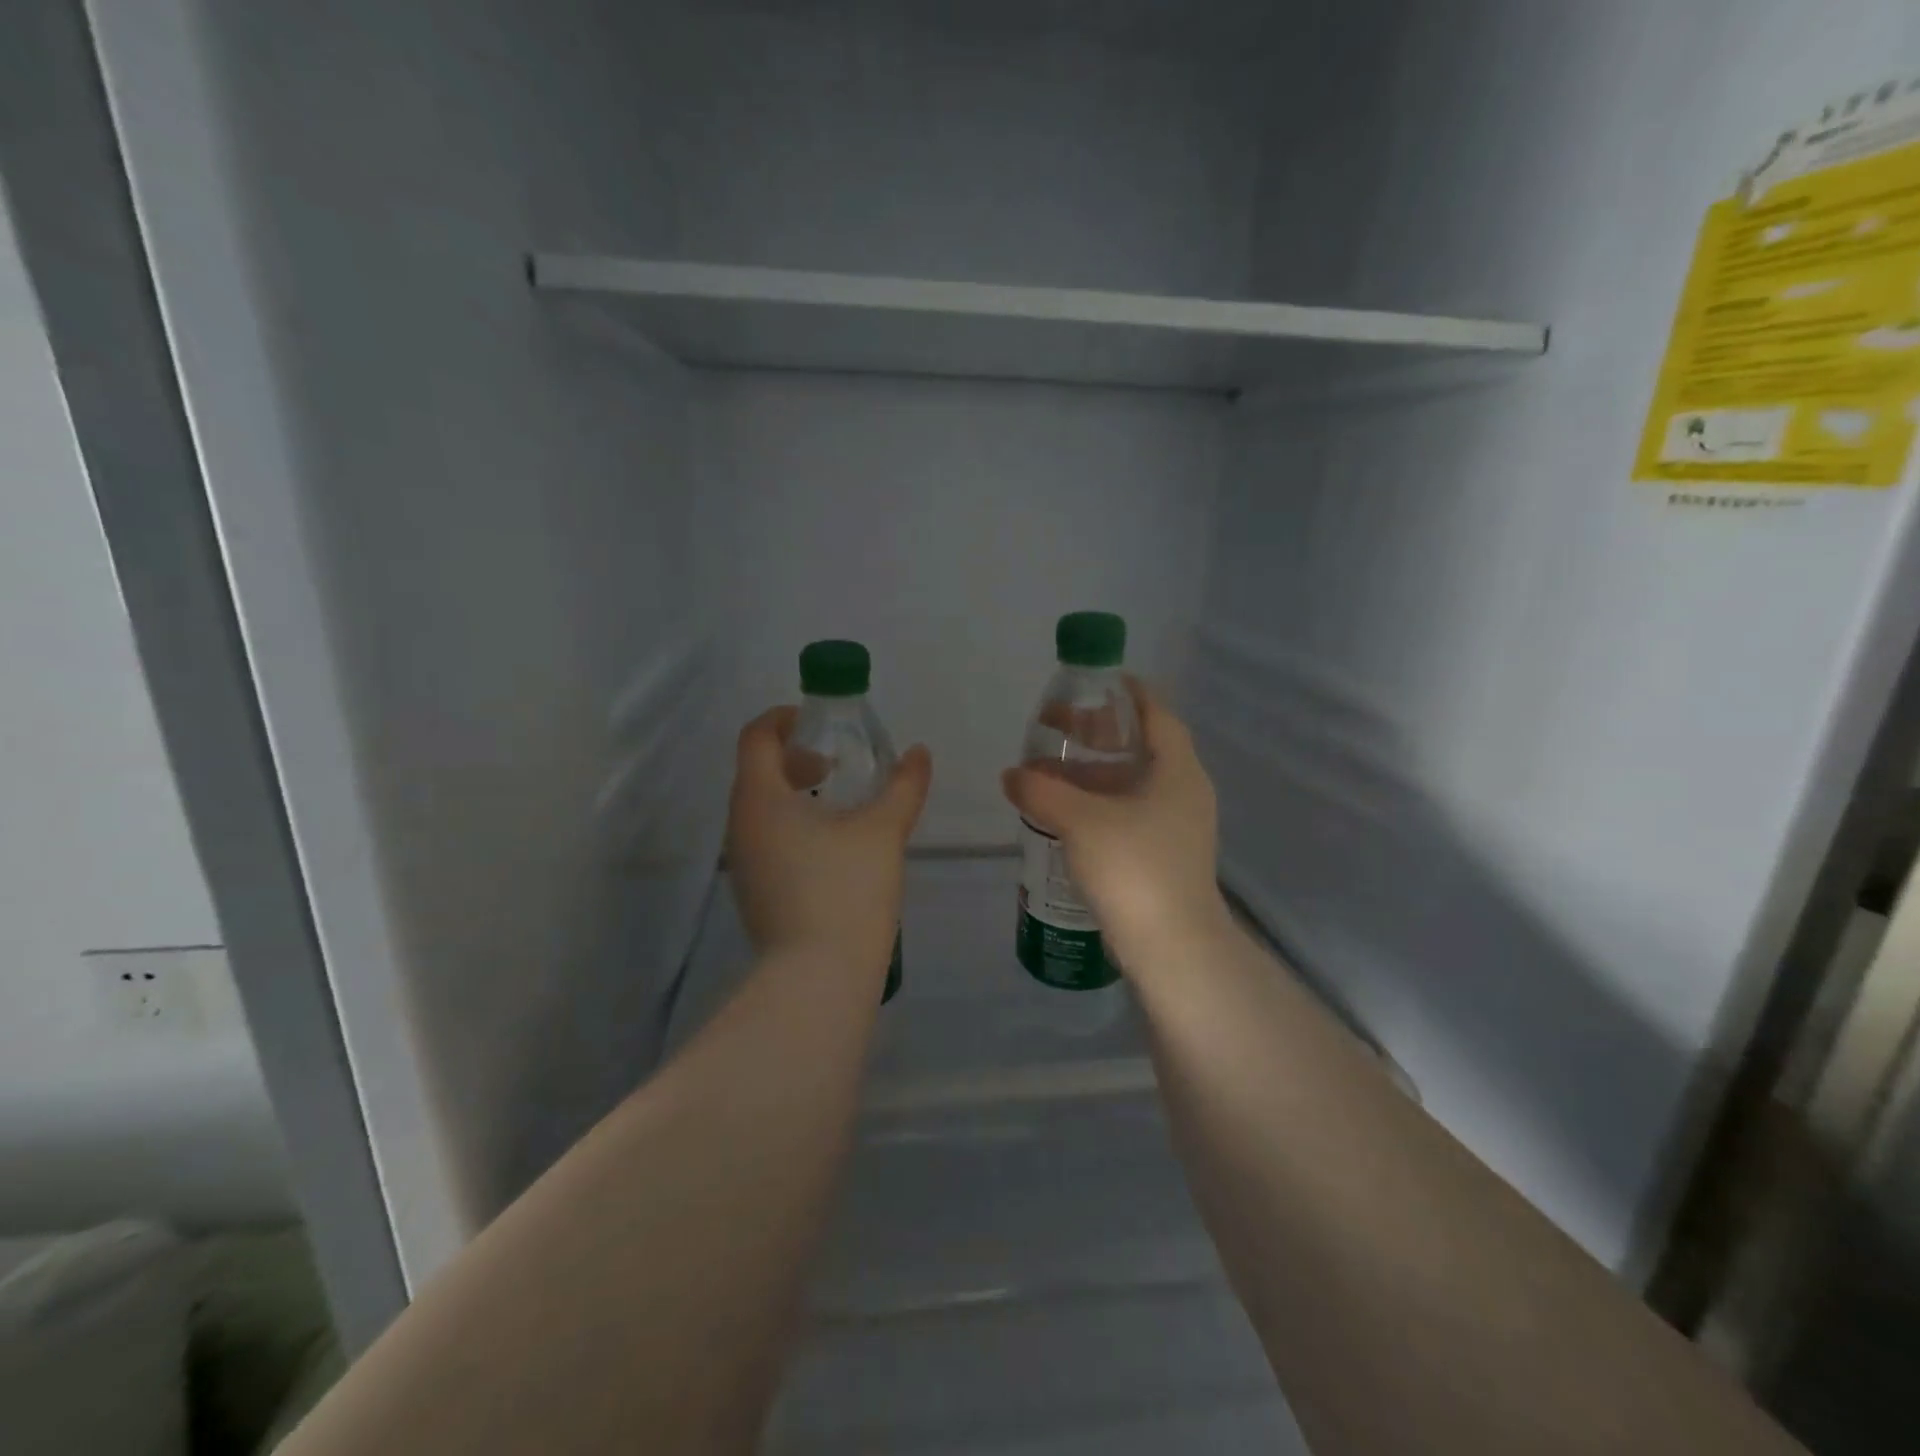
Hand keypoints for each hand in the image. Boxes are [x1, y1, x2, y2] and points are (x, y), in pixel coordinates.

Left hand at [726, 706, 931, 972]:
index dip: (784, 718)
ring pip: (760, 808)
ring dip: (795, 793)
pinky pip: (765, 839)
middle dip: (795, 757)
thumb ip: (903, 786)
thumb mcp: (883, 831)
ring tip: (841, 805)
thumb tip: (919, 752)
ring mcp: (742, 862)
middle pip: (757, 770)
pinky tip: (832, 848)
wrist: (817, 979)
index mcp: (760, 798)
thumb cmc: (846, 891)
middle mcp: (739, 825)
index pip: (756, 736)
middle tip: (837, 763)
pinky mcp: (753, 891)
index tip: (820, 723)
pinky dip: (792, 825)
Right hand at [1001, 679, 1229, 978]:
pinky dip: (1097, 804)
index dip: (1128, 693)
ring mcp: (1176, 826)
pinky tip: (1064, 814)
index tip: (1094, 682)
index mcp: (1177, 770)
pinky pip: (1127, 814)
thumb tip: (1012, 776)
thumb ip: (1042, 792)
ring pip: (1130, 784)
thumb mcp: (1082, 821)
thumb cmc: (1135, 868)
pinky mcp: (1162, 855)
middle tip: (1056, 727)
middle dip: (1097, 735)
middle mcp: (1183, 792)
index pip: (1157, 713)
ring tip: (1048, 771)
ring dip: (1092, 774)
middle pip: (1140, 747)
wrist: (1173, 948)